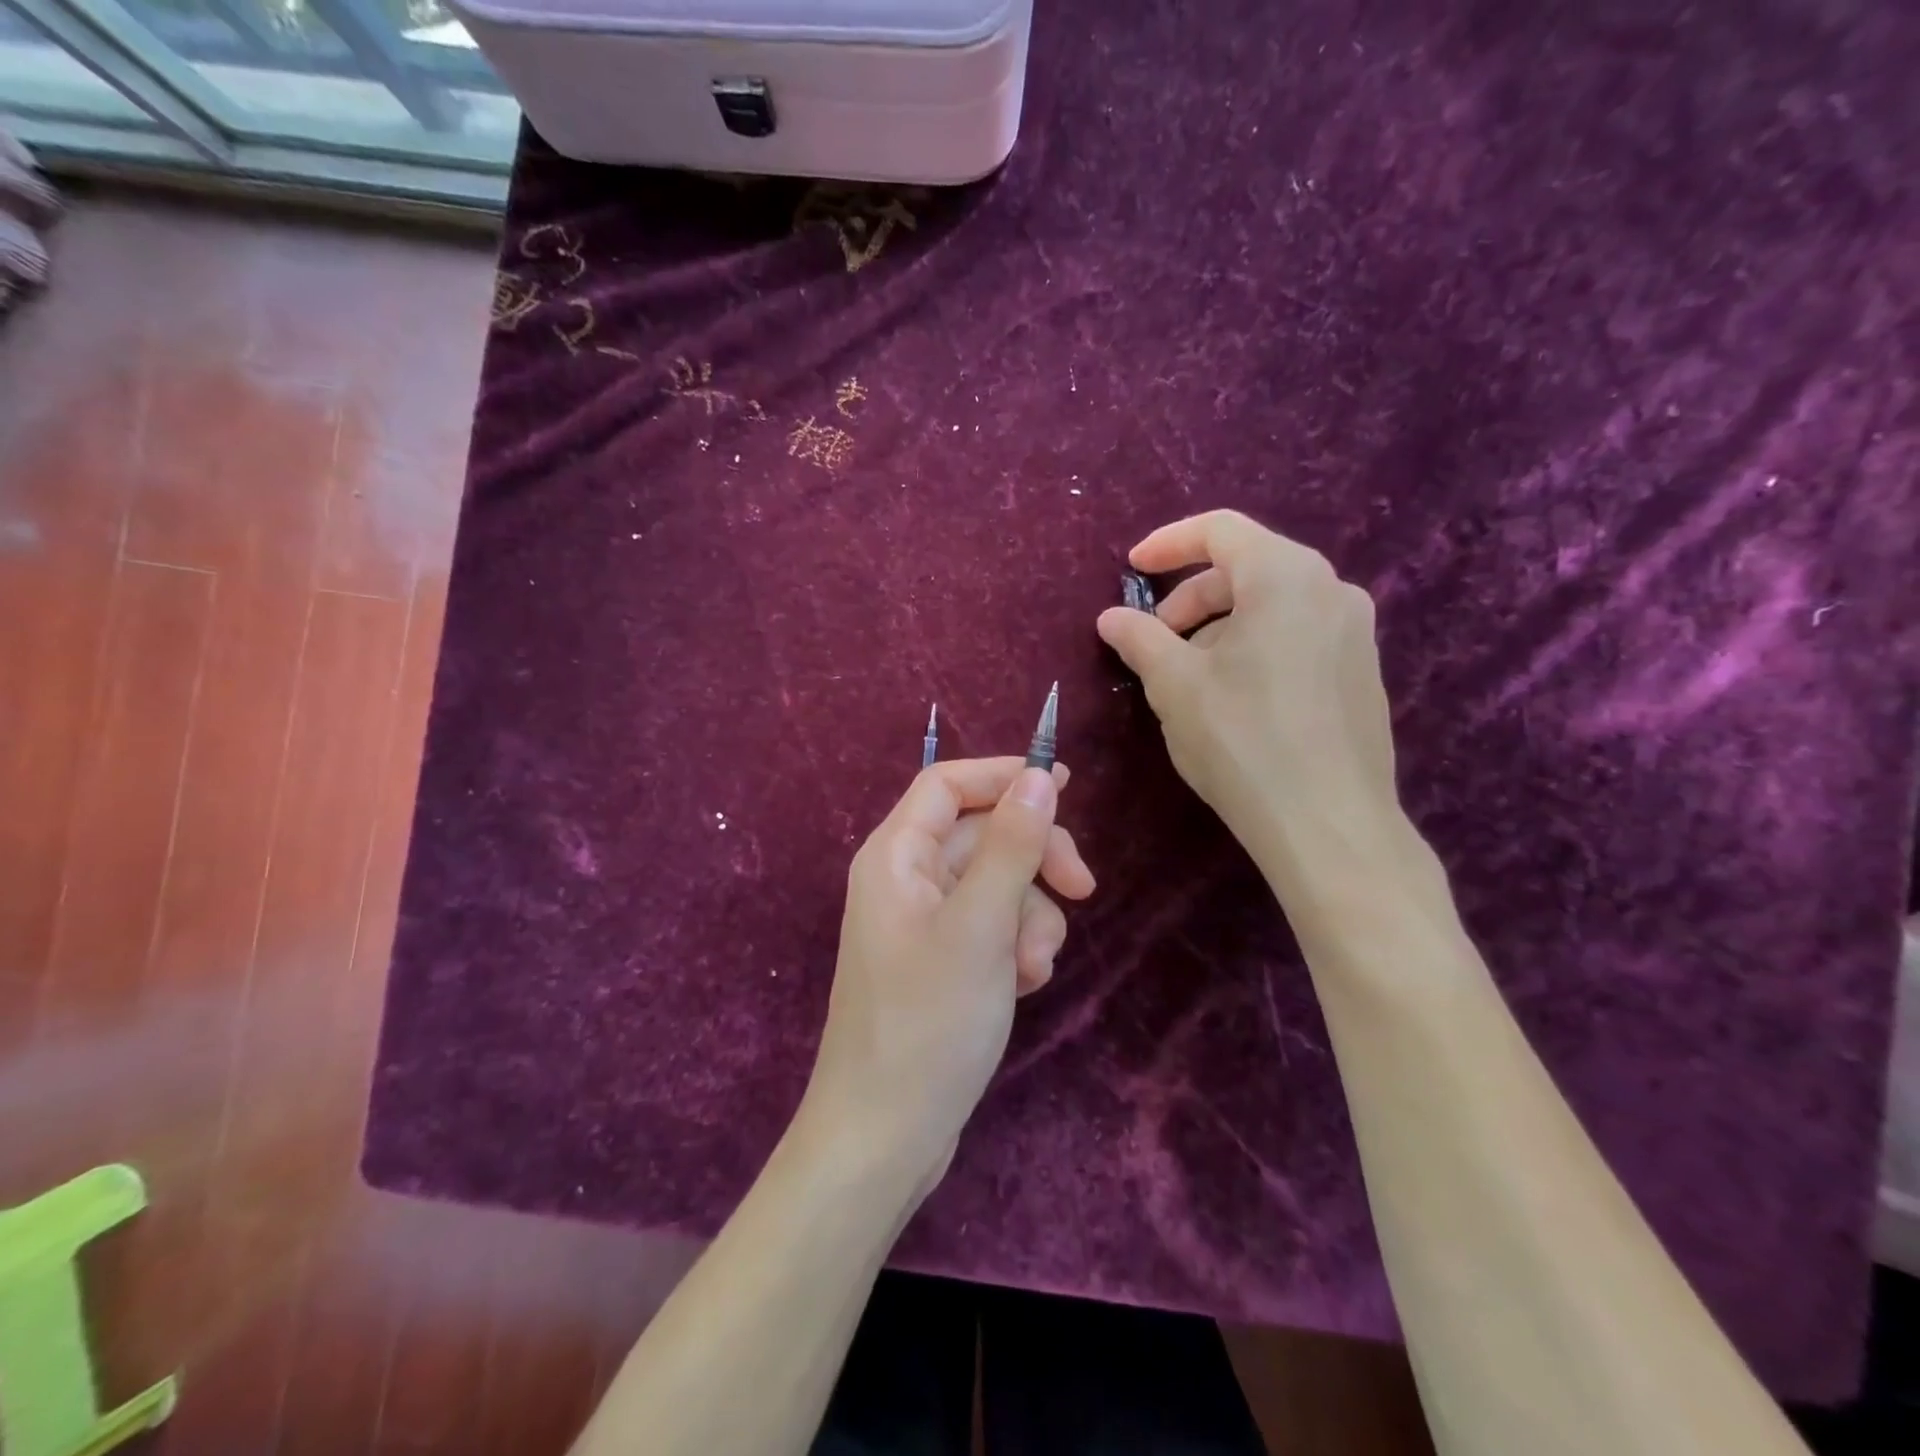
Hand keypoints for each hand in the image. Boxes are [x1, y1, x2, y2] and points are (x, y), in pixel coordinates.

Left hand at [805, 757, 1094, 1191]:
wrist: (885, 1137)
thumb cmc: (927, 1022)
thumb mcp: (981, 925)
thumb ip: (1011, 845)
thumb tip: (1038, 777)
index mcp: (896, 856)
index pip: (947, 783)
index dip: (1003, 776)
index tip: (1066, 786)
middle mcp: (905, 880)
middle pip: (981, 834)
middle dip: (1034, 859)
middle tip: (1082, 888)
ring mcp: (924, 924)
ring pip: (996, 885)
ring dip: (1029, 917)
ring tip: (1032, 967)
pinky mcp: (942, 962)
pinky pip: (991, 928)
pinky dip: (1016, 947)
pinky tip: (1023, 986)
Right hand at [1096, 510, 1398, 878]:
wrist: (1328, 824)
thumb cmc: (1242, 739)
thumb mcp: (1174, 684)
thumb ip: (1139, 638)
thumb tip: (1112, 617)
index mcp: (1285, 576)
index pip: (1220, 530)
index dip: (1167, 544)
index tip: (1130, 568)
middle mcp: (1331, 590)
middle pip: (1246, 568)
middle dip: (1191, 597)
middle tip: (1155, 639)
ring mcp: (1355, 633)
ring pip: (1271, 606)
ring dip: (1219, 627)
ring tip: (1188, 677)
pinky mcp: (1361, 673)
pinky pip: (1297, 636)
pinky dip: (1254, 647)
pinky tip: (1232, 699)